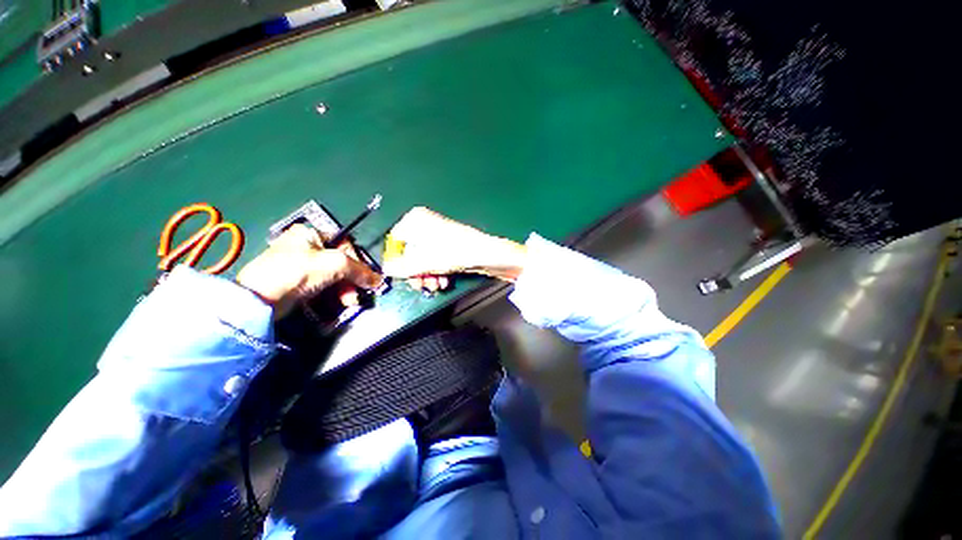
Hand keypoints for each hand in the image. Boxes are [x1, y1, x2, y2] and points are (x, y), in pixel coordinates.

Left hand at [237, 224, 383, 315]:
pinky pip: (322, 285)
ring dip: (344, 289)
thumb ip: (360, 270)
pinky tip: (337, 302)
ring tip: (347, 302)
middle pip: (340, 262)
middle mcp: (305, 246)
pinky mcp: (296, 282)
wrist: (259, 299)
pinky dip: (332, 293)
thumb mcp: (335, 265)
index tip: (364, 277)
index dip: (358, 261)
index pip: (346, 244)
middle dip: (351, 280)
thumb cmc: (297, 272)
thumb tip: (379, 281)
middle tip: (355, 295)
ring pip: (333, 275)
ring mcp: (299, 265)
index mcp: (311, 233)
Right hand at [382, 207, 526, 292]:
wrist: (487, 254)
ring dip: (427, 275)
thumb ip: (402, 267)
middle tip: (421, 286)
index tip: (402, 277)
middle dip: (416, 272)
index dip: (397, 261)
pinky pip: (436, 259)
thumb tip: (386, 269)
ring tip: (436, 286)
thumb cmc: (453, 253)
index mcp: (416, 220)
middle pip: (411, 252)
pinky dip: (437, 272)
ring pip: (424, 258)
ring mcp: (438, 235)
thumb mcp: (424, 262)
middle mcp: (426, 224)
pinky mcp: (449, 245)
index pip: (396, 241)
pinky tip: (443, 282)